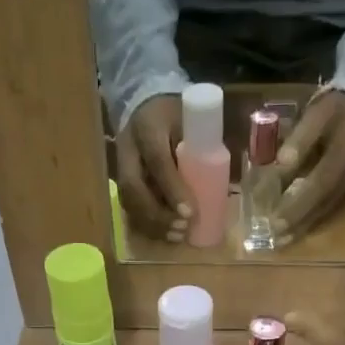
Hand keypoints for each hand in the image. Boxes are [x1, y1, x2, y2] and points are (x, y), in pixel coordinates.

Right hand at [116, 94, 194, 241]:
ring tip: (177, 237)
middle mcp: (127, 149)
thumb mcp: (190, 120)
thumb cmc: (175, 114)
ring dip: (153, 224)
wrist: (145, 107)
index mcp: (147, 128)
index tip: (190, 212)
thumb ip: (202, 146)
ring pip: (129, 202)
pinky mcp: (121, 182)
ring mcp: (120, 167)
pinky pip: (129, 209)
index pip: (157, 161)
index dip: (172, 189)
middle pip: (135, 188)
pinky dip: (147, 226)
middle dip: (159, 214)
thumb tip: (224, 183)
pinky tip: (165, 236)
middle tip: (183, 228)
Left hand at [272, 91, 344, 248]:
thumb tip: (282, 164)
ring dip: (305, 223)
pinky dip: (314, 218)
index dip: (297, 199)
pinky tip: (297, 228)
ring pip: (329, 205)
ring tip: (282, 238)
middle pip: (324, 197)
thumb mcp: (318, 113)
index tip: (273, 215)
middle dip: (298, 216)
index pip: (321, 178)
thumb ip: (301, 138)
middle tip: (273, 234)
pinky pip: (333, 205)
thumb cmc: (337, 109)